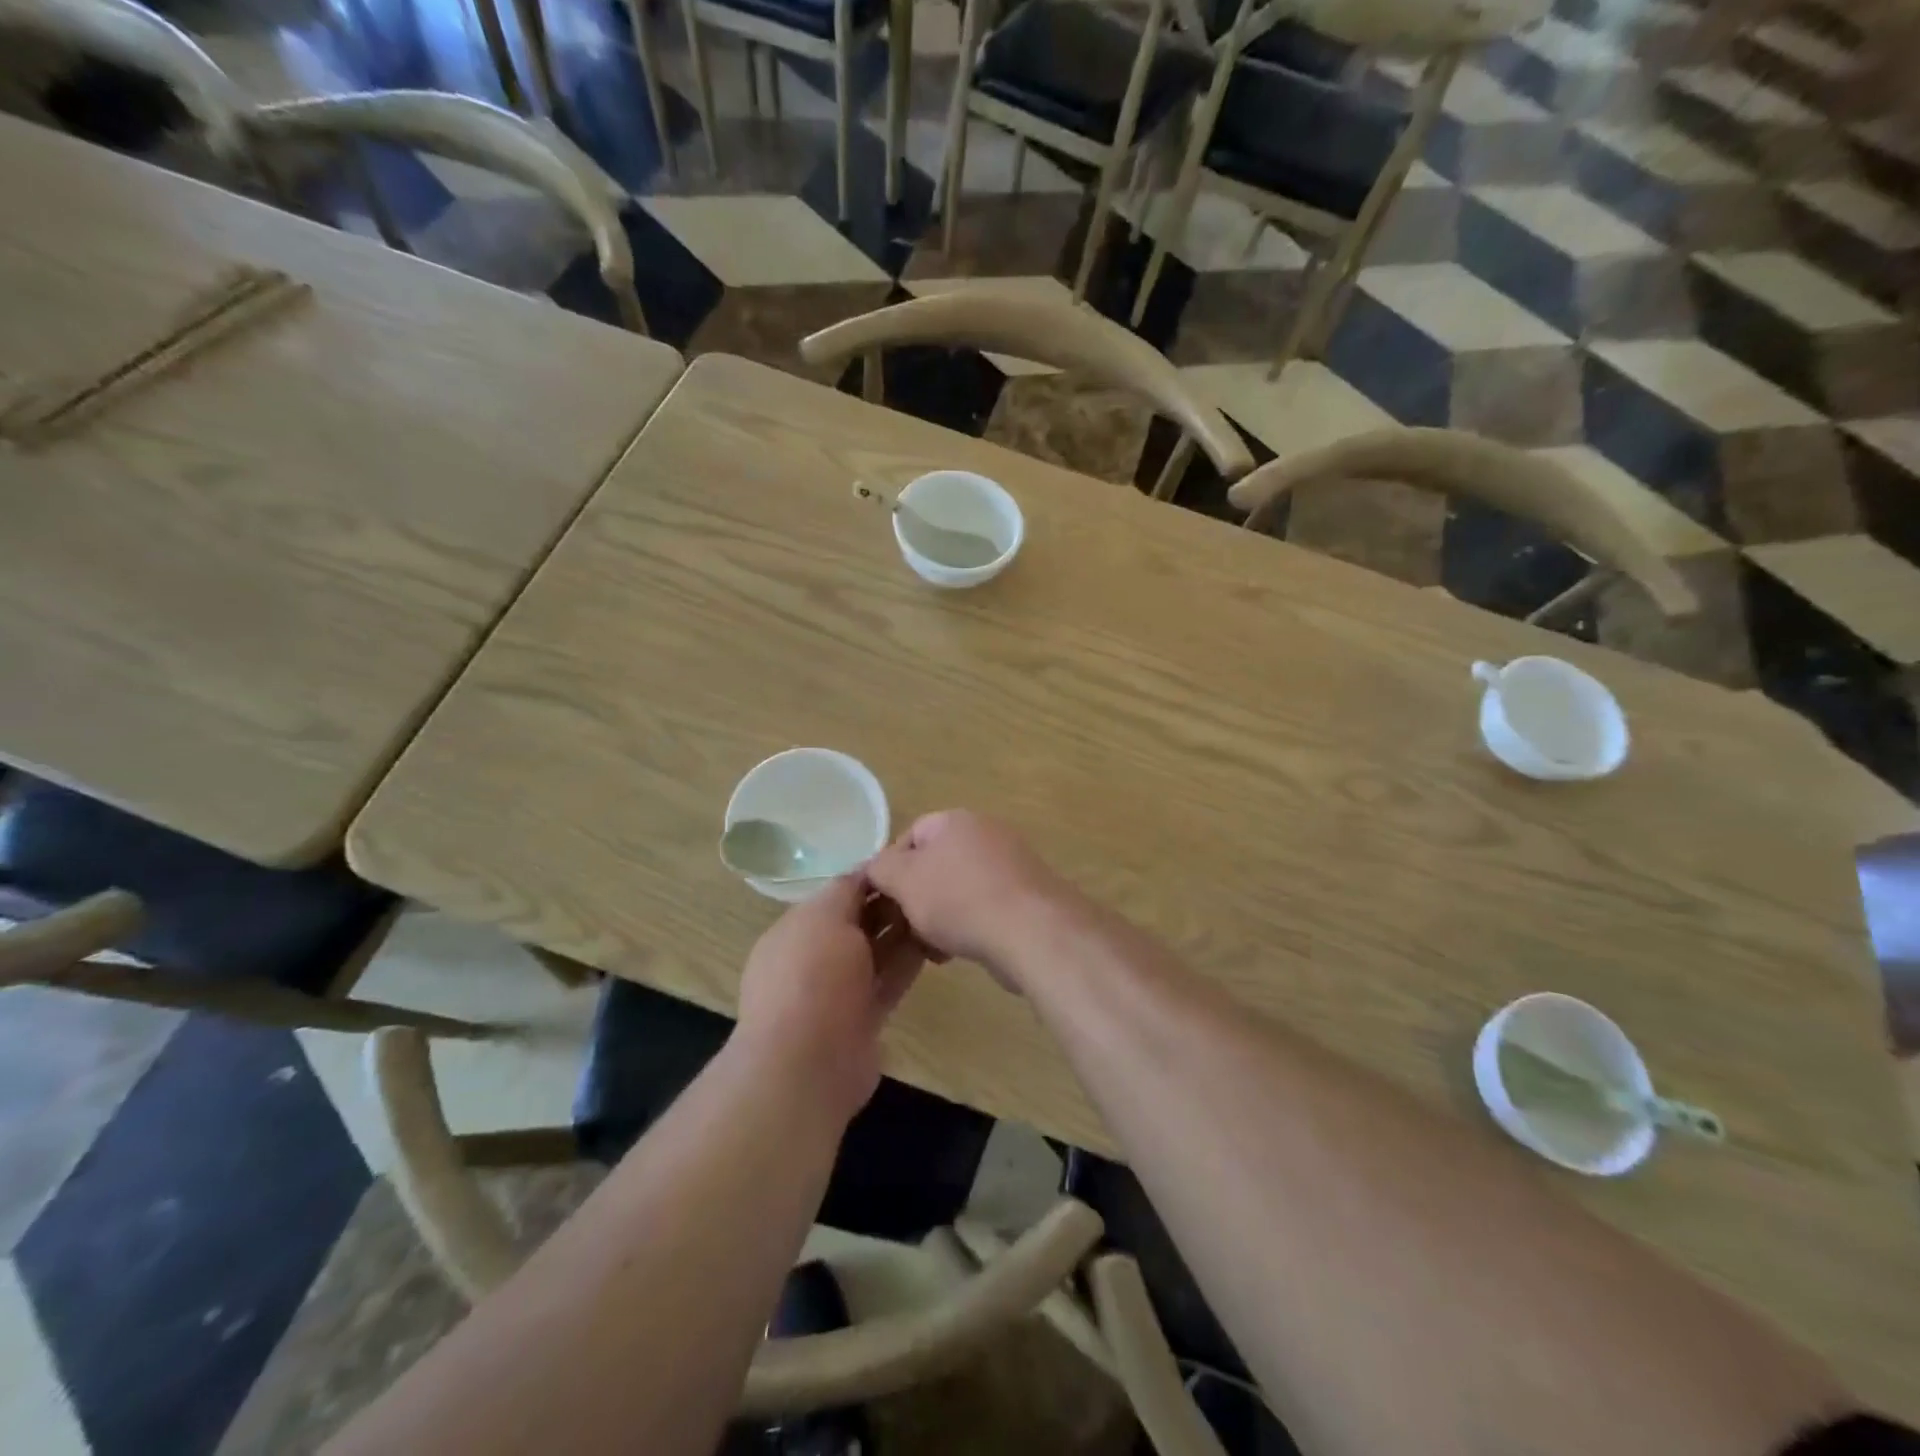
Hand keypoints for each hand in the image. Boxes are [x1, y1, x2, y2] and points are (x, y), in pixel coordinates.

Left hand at [734, 876, 924, 1122]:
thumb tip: (865, 872)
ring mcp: (838, 992)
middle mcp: (813, 959)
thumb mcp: (824, 917)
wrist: (807, 1065)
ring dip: (902, 932)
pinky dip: (908, 962)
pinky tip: (935, 942)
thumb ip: (845, 890)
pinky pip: (889, 981)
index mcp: (794, 931)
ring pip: (875, 953)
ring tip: (938, 908)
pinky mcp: (863, 1019)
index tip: (906, 863)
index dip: (869, 879)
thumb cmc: (811, 977)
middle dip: (888, 904)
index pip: (836, 895)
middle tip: (928, 885)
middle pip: (857, 923)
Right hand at [862, 811, 1081, 987]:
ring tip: (931, 948)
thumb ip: (880, 869)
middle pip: (937, 863)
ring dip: (941, 916)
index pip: (911, 834)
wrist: (1030, 930)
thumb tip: (873, 867)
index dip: (891, 867)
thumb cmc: (959, 899)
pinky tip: (959, 952)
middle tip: (906, 927)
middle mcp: (986, 833)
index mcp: (955, 821)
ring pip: (960, 888)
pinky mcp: (1027, 895)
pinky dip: (969, 925)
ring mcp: (1011, 863)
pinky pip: (985, 906)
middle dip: (918, 897)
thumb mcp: (904, 881)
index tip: (883, 900)